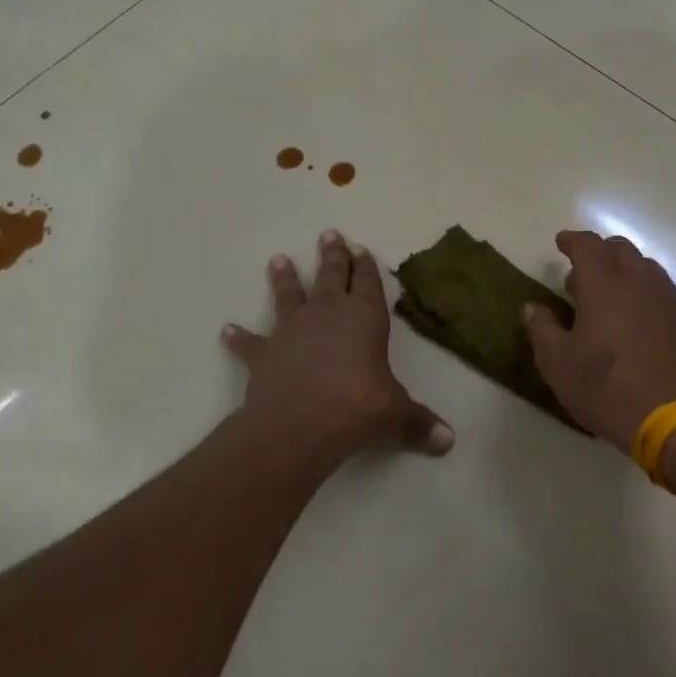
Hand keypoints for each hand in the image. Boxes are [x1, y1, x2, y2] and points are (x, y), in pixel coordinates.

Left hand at [223, 230, 453, 467]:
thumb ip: (420, 424)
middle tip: (330, 234)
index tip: (362, 248)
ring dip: (285, 278)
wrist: (299, 426)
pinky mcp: (264, 354)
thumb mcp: (396, 416)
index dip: (367, 267)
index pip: (369, 284)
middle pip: (331, 277)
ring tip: (279, 259)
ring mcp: (292, 331)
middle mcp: (327, 314)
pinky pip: (249, 342)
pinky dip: (238, 337)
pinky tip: (226, 330)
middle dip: (333, 256)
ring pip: (289, 295)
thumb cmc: (357, 409)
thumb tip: (449, 442)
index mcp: (364, 319)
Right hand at [523, 230, 675, 451]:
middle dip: (598, 253)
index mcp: (604, 284)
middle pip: (620, 250)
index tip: (561, 243)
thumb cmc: (603, 388)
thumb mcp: (556, 363)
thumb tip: (534, 307)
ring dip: (623, 270)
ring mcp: (668, 299)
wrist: (668, 419)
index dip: (572, 240)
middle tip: (580, 277)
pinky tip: (637, 317)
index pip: (588, 245)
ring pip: (645, 267)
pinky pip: (662, 290)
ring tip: (609, 296)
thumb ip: (541, 328)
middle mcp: (639, 281)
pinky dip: (644, 290)